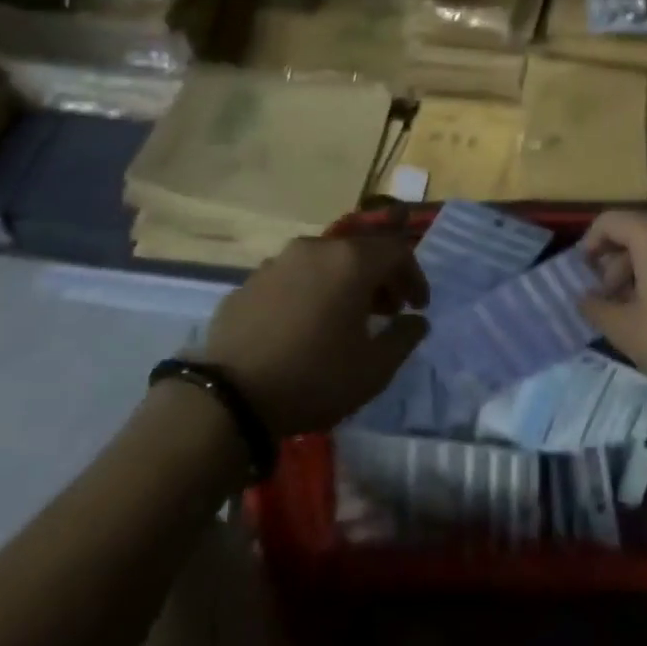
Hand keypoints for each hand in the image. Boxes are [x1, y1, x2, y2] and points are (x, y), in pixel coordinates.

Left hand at [198, 236, 428, 437]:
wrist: (228, 397)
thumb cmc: (313, 378)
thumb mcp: (374, 370)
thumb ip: (404, 338)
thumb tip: (416, 321)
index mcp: (350, 261)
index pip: (396, 251)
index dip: (414, 277)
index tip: (418, 307)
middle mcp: (315, 248)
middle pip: (359, 252)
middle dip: (380, 278)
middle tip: (388, 312)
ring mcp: (277, 262)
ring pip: (324, 262)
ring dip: (344, 283)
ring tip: (346, 319)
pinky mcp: (248, 282)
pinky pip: (293, 278)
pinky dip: (310, 292)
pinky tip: (305, 326)